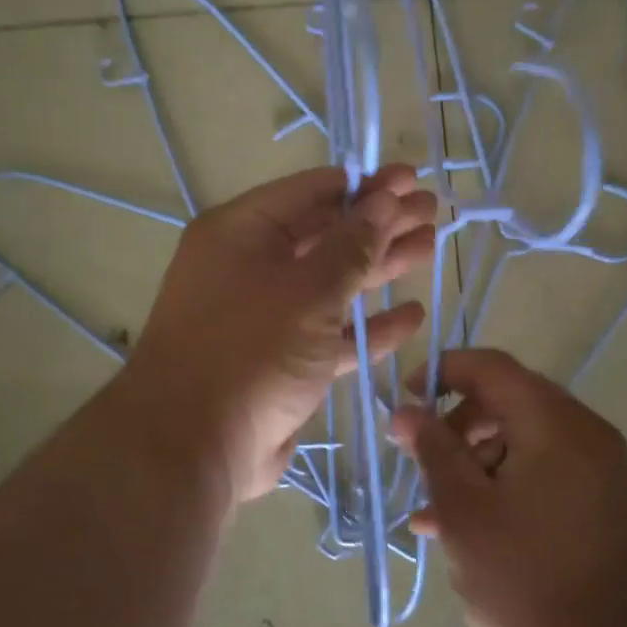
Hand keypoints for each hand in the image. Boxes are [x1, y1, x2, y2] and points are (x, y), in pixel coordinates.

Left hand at [122, 164, 436, 503]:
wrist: (194, 447)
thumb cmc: (251, 349)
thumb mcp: (308, 289)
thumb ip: (352, 245)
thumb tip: (385, 200)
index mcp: (242, 232)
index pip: (312, 191)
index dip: (365, 184)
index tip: (411, 179)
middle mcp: (250, 266)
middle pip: (326, 234)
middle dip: (379, 223)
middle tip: (431, 210)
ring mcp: (266, 316)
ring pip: (332, 283)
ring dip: (380, 268)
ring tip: (429, 248)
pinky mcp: (282, 361)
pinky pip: (331, 333)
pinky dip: (368, 326)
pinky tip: (412, 316)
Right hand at [389, 349, 626, 626]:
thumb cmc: (525, 579)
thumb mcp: (463, 510)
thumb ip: (433, 450)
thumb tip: (406, 411)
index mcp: (554, 422)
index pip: (491, 367)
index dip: (442, 372)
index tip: (404, 400)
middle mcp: (582, 431)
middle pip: (506, 400)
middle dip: (455, 425)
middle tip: (416, 457)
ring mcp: (595, 467)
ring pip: (520, 438)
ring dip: (472, 461)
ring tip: (430, 508)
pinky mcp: (597, 500)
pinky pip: (540, 469)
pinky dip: (501, 482)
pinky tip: (459, 526)